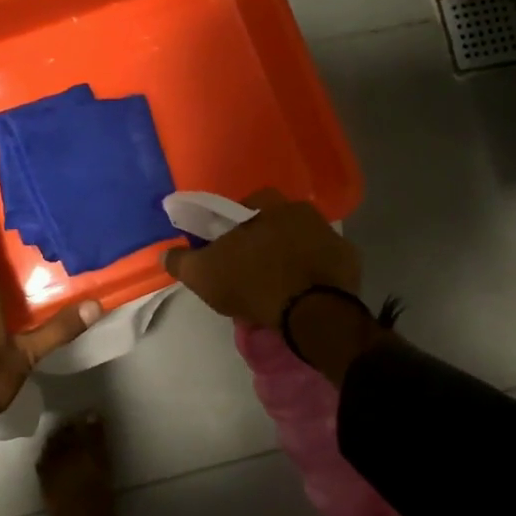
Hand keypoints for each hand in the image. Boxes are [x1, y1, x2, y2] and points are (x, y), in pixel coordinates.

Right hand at [162, 188, 361, 329]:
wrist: (312, 313)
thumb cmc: (254, 283)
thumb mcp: (205, 275)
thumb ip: (183, 262)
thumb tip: (165, 254)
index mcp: (272, 206)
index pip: (250, 203)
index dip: (236, 224)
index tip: (228, 247)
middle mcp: (306, 212)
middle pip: (280, 222)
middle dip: (266, 240)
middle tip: (252, 268)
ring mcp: (333, 237)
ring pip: (305, 242)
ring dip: (292, 257)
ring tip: (277, 285)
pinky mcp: (350, 263)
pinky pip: (326, 265)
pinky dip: (315, 275)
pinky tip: (303, 295)